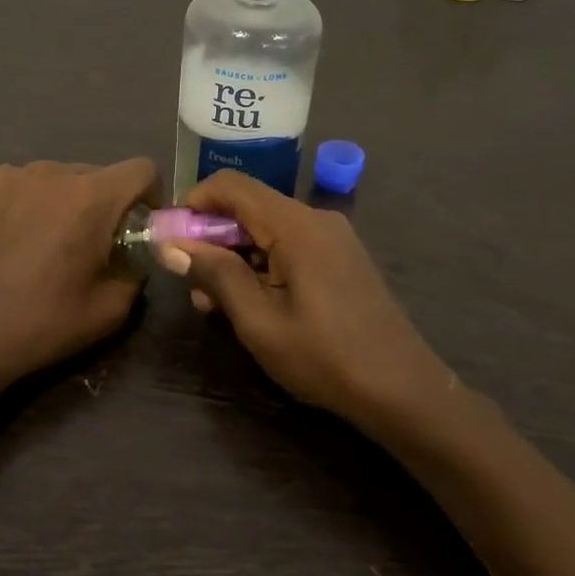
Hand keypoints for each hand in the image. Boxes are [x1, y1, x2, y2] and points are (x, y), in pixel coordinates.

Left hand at [0, 159, 157, 399]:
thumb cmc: (40, 325)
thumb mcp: (109, 311)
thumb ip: (135, 272)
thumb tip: (131, 256)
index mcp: (89, 198)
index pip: (141, 169)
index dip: (148, 194)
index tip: (137, 224)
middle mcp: (48, 173)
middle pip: (93, 174)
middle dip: (100, 203)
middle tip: (86, 243)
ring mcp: (4, 177)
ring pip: (51, 178)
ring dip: (59, 201)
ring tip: (41, 242)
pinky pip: (13, 186)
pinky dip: (21, 205)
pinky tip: (6, 241)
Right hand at [163, 171, 455, 428]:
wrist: (402, 390)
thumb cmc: (324, 357)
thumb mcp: (259, 321)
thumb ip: (215, 275)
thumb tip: (172, 244)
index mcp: (296, 226)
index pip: (232, 186)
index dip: (194, 202)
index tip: (172, 238)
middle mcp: (316, 219)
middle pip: (250, 207)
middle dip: (212, 237)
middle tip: (190, 283)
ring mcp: (333, 238)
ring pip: (267, 230)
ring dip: (234, 256)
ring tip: (213, 303)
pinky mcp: (341, 259)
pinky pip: (289, 246)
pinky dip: (261, 265)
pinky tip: (250, 303)